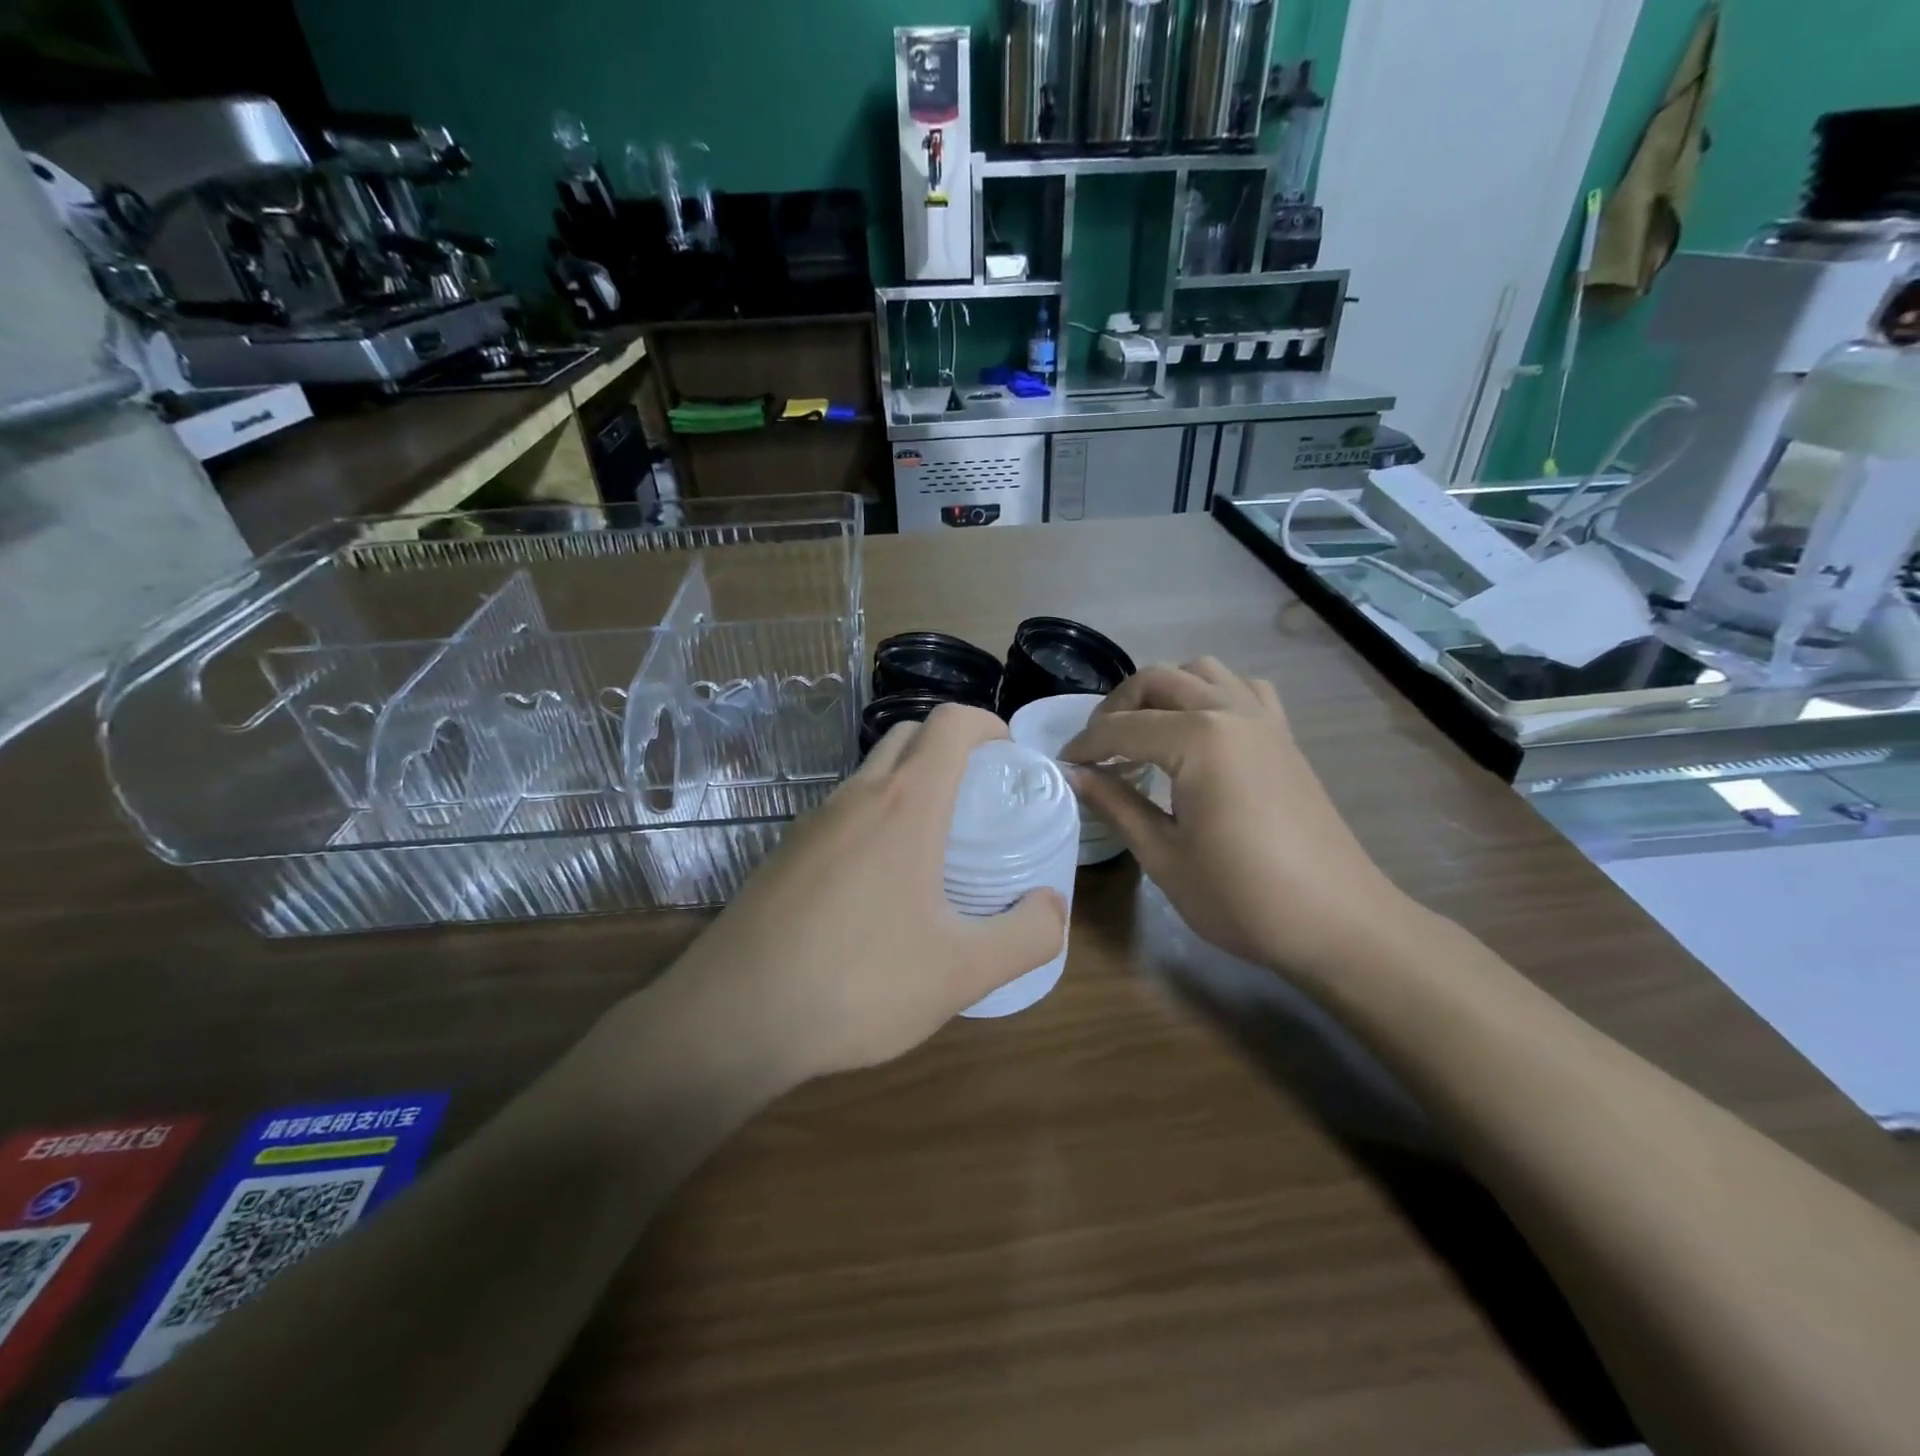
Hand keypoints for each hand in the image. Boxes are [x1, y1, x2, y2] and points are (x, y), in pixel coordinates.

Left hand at [670, 704, 1067, 1081]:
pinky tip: (879, 886)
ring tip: (936, 846)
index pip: (951, 724)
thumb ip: (1026, 935)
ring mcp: (812, 822)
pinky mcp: (785, 853)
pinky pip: (842, 813)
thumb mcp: (962, 971)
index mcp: (905, 804)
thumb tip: (1051, 907)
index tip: (1011, 757)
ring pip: (871, 774)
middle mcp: (856, 796)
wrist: (733, 1017)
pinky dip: (875, 819)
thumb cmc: (858, 982)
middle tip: (980, 799)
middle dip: (951, 748)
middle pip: (910, 735)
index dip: (988, 725)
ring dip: (910, 785)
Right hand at [1061, 659, 1413, 975]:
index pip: (1123, 727)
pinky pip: (1243, 690)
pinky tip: (1202, 732)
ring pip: (1202, 672)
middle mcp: (1231, 711)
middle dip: (1116, 707)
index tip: (1062, 766)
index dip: (1085, 745)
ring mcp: (1264, 719)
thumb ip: (1116, 804)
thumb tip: (1075, 776)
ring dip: (1163, 691)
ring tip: (1143, 732)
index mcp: (1199, 738)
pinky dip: (1212, 694)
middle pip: (1158, 680)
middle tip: (1096, 748)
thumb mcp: (1164, 856)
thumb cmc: (1242, 896)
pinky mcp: (1284, 736)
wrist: (1338, 921)